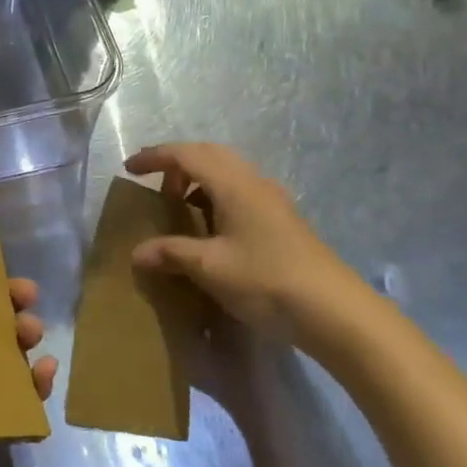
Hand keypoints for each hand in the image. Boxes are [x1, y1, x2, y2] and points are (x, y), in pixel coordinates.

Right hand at [126, 143, 370, 343]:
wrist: (337, 313)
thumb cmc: (266, 280)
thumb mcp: (210, 268)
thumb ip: (171, 253)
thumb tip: (137, 252)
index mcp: (232, 183)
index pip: (185, 154)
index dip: (154, 157)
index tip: (129, 169)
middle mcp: (252, 181)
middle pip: (208, 154)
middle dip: (177, 164)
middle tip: (154, 185)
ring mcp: (272, 199)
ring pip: (227, 171)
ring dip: (198, 179)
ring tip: (180, 207)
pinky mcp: (283, 220)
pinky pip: (240, 190)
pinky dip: (216, 195)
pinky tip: (212, 228)